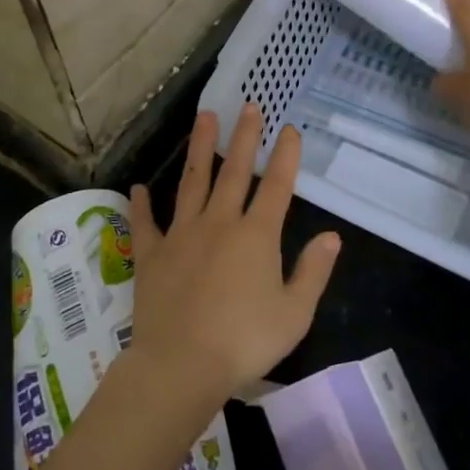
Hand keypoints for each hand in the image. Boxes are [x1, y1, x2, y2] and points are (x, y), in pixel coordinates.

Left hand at [127, 106, 340, 408]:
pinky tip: (138, 187)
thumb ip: (313, 271)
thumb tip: (332, 236)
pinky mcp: (152, 254)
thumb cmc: (245, 342)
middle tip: (249, 105)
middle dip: (245, 137)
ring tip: (203, 118)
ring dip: (200, 148)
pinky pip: (146, 223)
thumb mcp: (294, 313)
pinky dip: (141, 205)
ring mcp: (182, 235)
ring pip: (192, 182)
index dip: (285, 156)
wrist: (182, 364)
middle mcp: (219, 223)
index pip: (276, 186)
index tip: (289, 128)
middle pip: (234, 172)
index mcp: (256, 236)